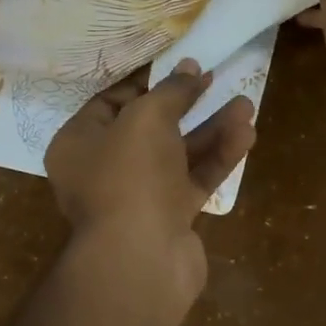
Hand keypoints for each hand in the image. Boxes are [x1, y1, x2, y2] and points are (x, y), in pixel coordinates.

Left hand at [45, 61, 255, 305]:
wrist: (141, 257)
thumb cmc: (130, 175)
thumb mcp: (147, 117)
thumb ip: (171, 91)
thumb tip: (189, 69)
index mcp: (79, 143)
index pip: (109, 102)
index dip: (145, 82)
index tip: (177, 68)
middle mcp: (103, 170)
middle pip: (148, 129)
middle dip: (185, 105)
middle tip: (214, 80)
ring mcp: (137, 197)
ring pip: (176, 155)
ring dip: (210, 130)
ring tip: (246, 106)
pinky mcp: (168, 219)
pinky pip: (193, 180)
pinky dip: (216, 159)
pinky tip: (246, 134)